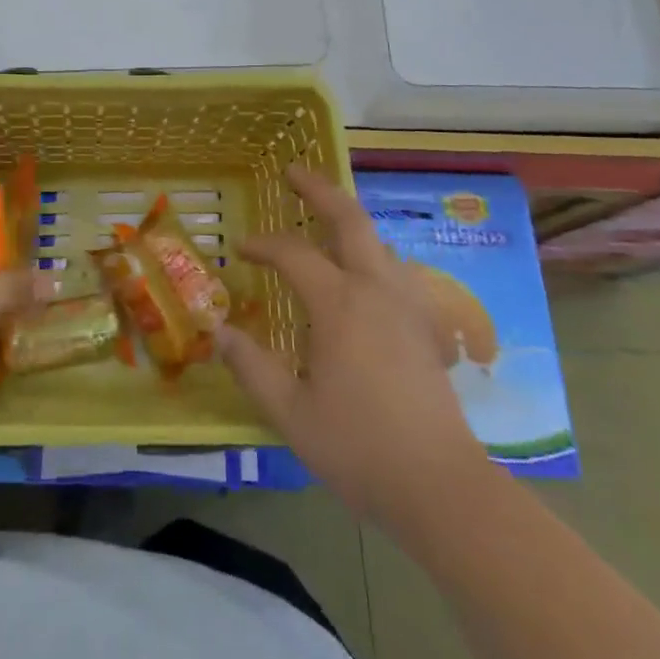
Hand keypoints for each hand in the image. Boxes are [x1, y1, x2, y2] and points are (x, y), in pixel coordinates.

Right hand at [218, 166, 492, 528]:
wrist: (441, 485)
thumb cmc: (359, 448)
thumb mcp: (291, 413)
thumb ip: (252, 368)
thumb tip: (218, 333)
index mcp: (339, 304)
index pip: (293, 254)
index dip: (263, 245)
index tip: (241, 249)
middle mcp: (375, 290)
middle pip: (350, 220)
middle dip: (320, 190)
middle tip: (294, 173)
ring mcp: (407, 306)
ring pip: (379, 242)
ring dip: (350, 221)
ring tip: (326, 221)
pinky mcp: (426, 327)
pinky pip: (397, 271)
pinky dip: (374, 255)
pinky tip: (367, 277)